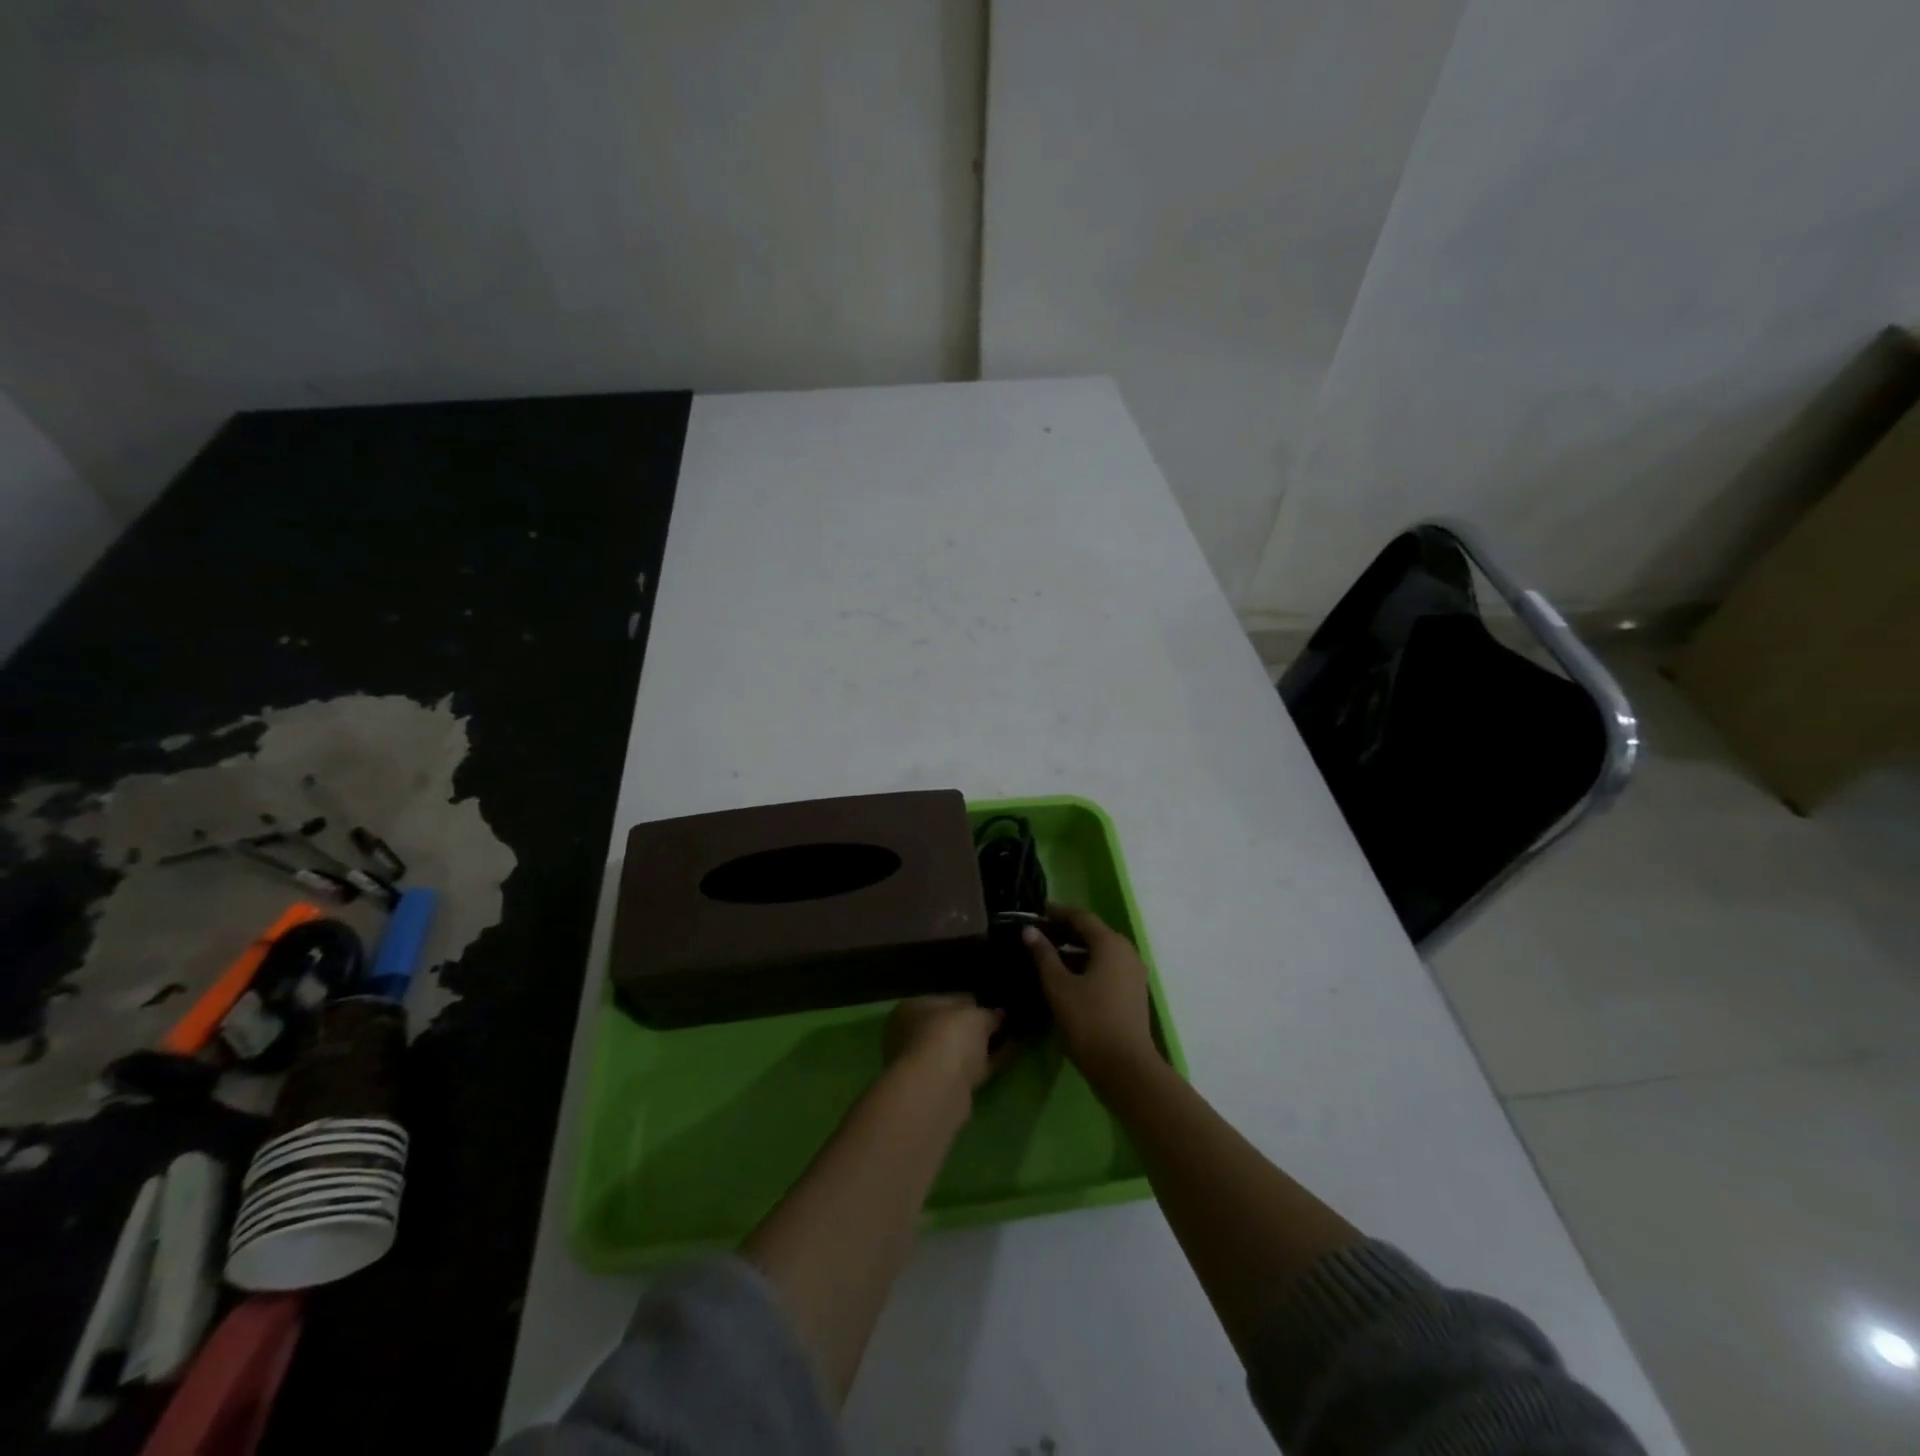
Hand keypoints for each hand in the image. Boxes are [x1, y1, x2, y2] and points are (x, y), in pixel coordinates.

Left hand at [883, 995, 1005, 1093]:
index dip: (972, 1001)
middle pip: (952, 1027)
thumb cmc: (948, 1036)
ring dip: (985, 1045)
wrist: (937, 1089)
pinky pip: (972, 1068)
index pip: (947, 1000)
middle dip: (977, 1026)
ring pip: (962, 1050)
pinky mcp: (945, 1087)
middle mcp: (915, 1035)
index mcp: (914, 1008)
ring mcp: (928, 1063)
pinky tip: (1012, 1054)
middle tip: (1005, 1021)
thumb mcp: (975, 1015)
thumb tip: (999, 1015)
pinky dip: (990, 1061)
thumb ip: (989, 1014)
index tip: (993, 1003)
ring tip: (1014, 1037)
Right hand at [1024, 906, 1157, 1082]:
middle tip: (1038, 936)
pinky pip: (1108, 968)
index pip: (1081, 917)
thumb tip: (1029, 930)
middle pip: (1093, 933)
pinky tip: (1067, 980)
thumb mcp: (1059, 986)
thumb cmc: (1089, 1021)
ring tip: (1047, 958)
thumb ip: (1043, 955)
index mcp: (1110, 943)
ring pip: (1101, 952)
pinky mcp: (1133, 993)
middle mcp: (1126, 952)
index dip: (1057, 913)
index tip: (1036, 914)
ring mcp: (1133, 973)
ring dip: (1075, 951)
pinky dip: (1087, 966)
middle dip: (1065, 932)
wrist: (1126, 1068)